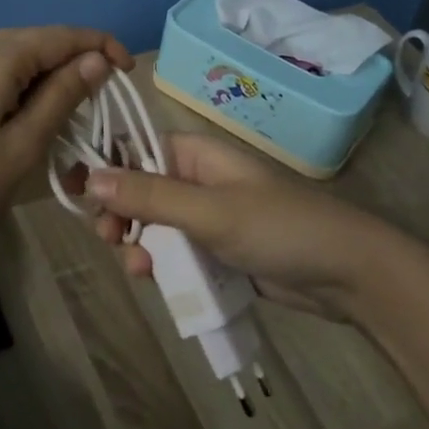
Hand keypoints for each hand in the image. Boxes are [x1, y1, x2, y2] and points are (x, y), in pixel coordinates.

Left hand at [0, 26, 132, 257]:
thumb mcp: (22, 146)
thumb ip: (63, 96)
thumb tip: (96, 59)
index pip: (62, 35)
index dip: (101, 47)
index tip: (129, 72)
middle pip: (36, 41)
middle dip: (72, 63)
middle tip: (97, 104)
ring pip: (12, 55)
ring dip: (43, 75)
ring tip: (62, 113)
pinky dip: (15, 83)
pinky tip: (20, 112)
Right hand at [86, 133, 416, 320]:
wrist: (349, 275)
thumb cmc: (279, 228)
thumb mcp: (209, 211)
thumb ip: (149, 196)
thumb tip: (90, 178)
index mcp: (198, 154)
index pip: (137, 148)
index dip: (107, 168)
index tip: (78, 195)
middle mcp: (200, 179)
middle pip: (141, 190)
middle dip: (121, 214)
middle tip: (110, 239)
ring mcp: (211, 216)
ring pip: (157, 225)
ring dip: (140, 243)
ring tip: (140, 269)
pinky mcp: (221, 250)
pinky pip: (179, 251)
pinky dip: (165, 263)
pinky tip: (158, 280)